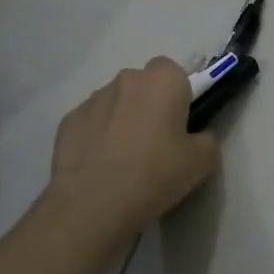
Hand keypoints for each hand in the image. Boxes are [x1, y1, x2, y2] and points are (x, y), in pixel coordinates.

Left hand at [41, 59, 219, 237]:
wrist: (94, 203)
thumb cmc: (156, 174)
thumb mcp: (203, 161)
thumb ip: (206, 139)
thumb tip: (197, 136)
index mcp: (163, 81)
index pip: (174, 71)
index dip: (179, 94)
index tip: (180, 122)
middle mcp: (126, 79)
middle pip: (143, 84)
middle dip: (149, 103)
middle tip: (156, 140)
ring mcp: (93, 99)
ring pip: (115, 101)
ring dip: (122, 118)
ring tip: (124, 157)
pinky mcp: (68, 120)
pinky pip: (91, 122)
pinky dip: (97, 135)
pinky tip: (101, 164)